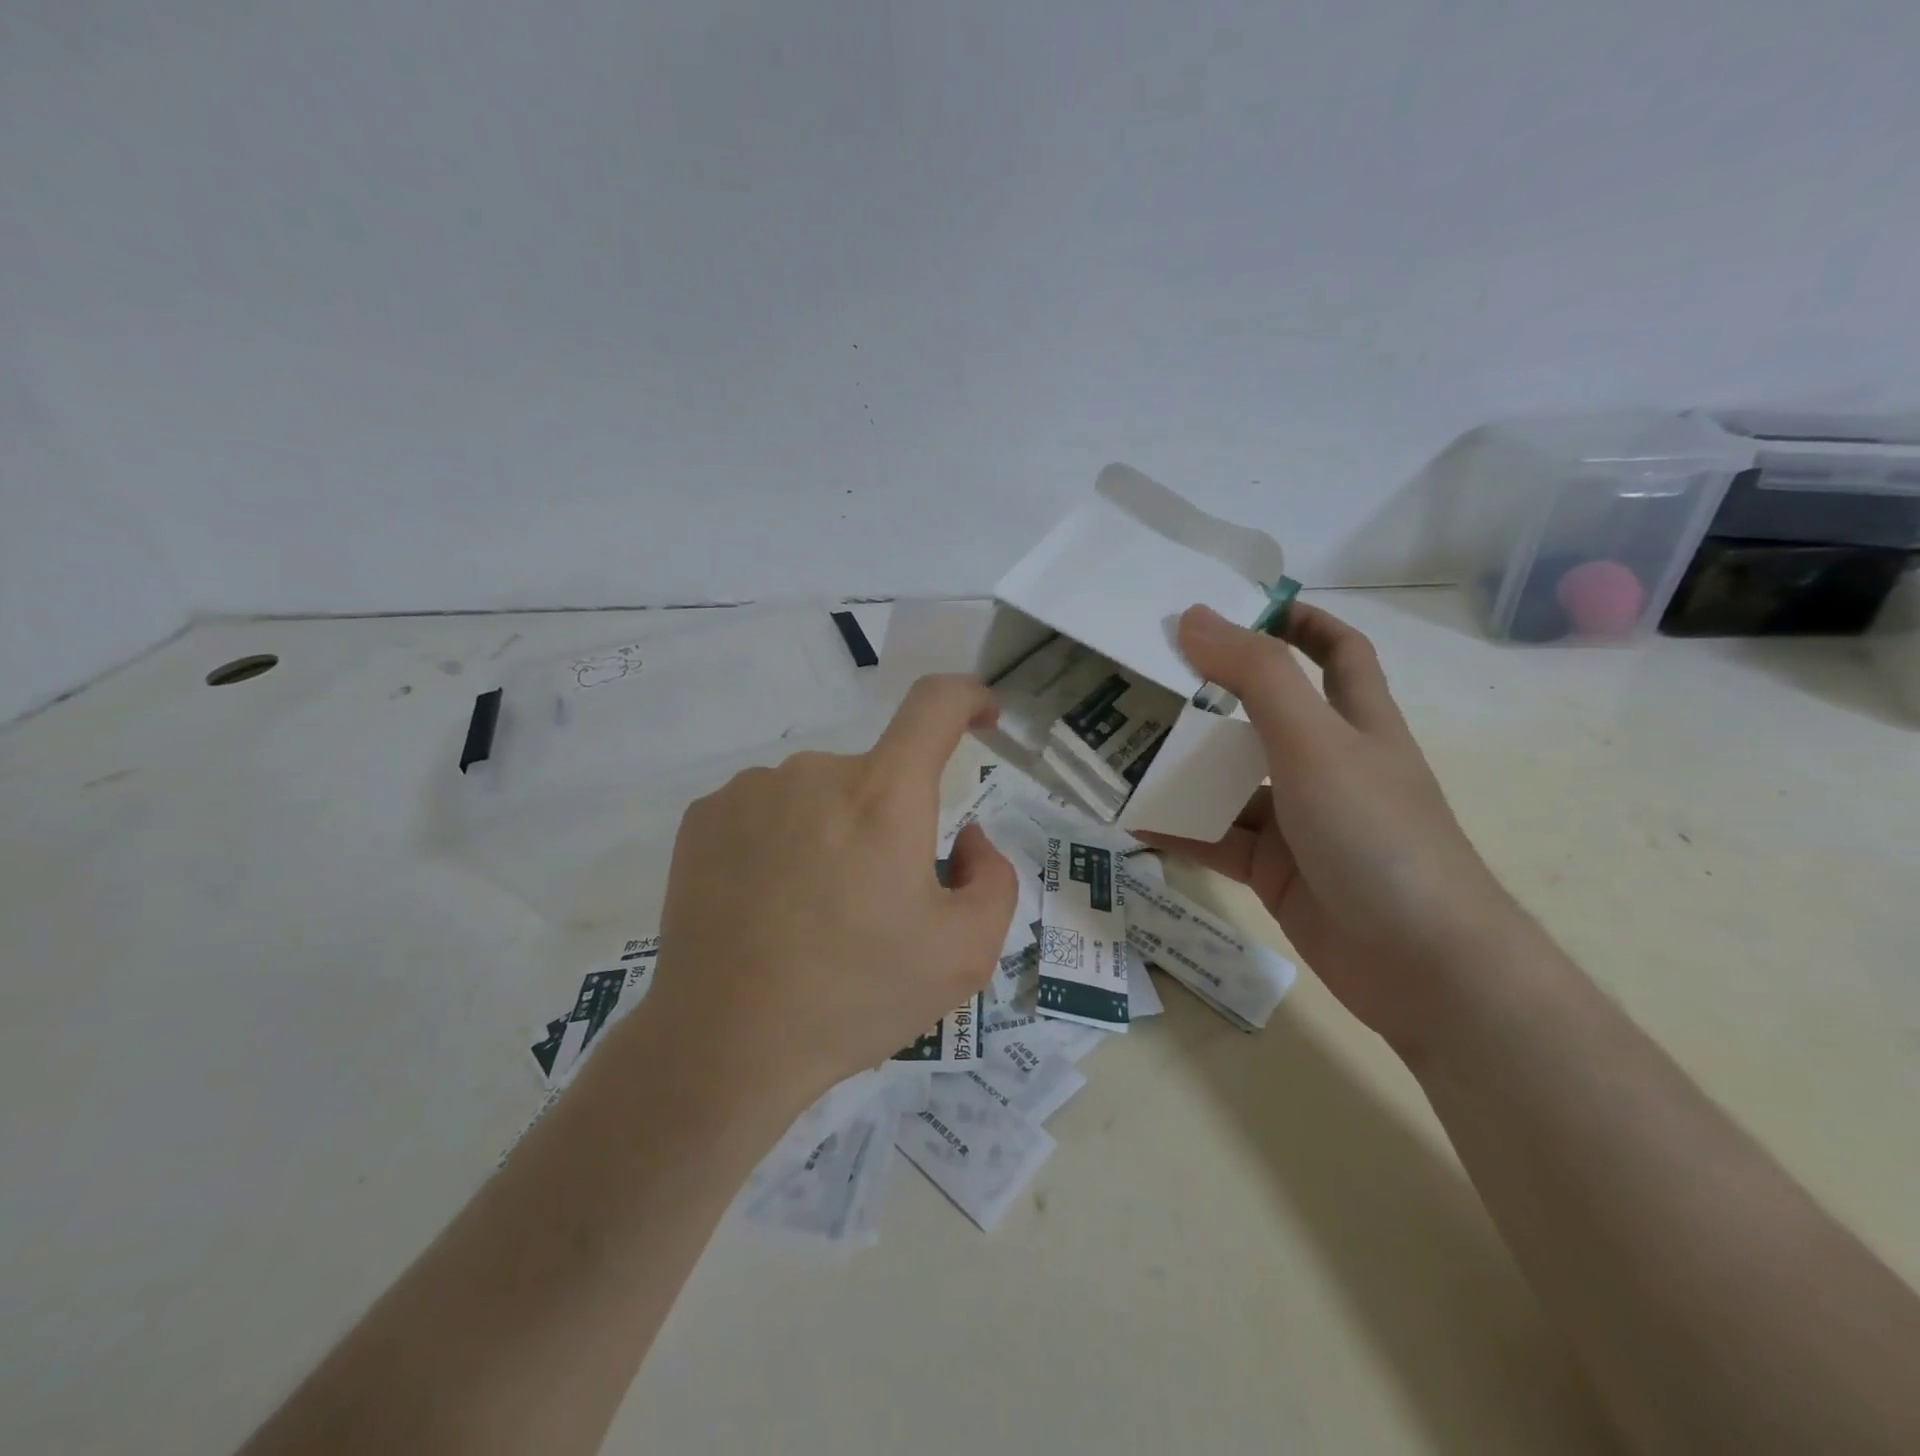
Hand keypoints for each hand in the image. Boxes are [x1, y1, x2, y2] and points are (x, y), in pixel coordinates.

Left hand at [644, 674, 1018, 1107]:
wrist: (723, 1046)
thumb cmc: (855, 998)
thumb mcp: (964, 954)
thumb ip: (992, 877)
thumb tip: (962, 837)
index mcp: (883, 797)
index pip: (934, 705)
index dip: (967, 697)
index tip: (981, 716)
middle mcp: (814, 772)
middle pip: (877, 775)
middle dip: (891, 823)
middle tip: (876, 903)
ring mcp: (750, 790)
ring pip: (820, 794)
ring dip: (834, 833)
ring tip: (812, 913)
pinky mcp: (703, 817)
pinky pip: (768, 810)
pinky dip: (783, 841)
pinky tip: (765, 904)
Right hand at [1142, 603, 1526, 1054]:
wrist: (1423, 967)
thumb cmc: (1377, 834)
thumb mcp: (1313, 743)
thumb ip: (1255, 677)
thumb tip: (1193, 616)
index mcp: (1356, 722)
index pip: (1337, 652)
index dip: (1297, 622)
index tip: (1238, 609)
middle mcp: (1328, 766)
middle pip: (1264, 718)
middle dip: (1211, 701)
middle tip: (1147, 685)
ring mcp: (1301, 822)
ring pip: (1232, 785)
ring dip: (1185, 774)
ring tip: (1124, 758)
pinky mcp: (1277, 871)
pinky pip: (1219, 841)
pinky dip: (1181, 831)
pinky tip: (1136, 824)